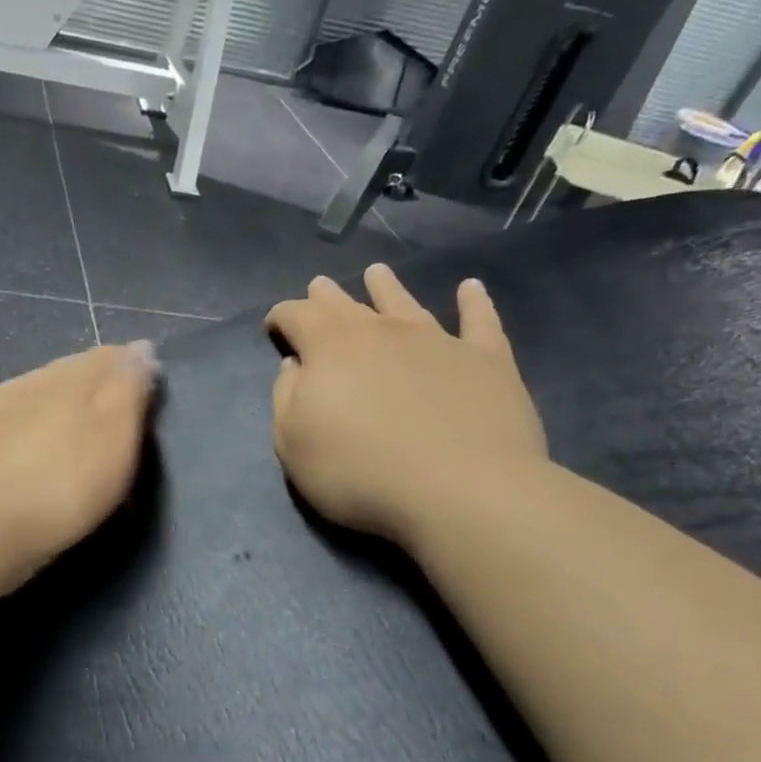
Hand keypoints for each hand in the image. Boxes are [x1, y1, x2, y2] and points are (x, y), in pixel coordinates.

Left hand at [0, 343, 160, 593]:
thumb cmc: (65, 480)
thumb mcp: (116, 435)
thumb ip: (128, 389)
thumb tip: (139, 348)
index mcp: (67, 378)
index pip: (103, 358)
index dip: (125, 366)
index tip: (143, 381)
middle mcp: (22, 384)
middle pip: (58, 375)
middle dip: (78, 385)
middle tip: (97, 407)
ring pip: (16, 396)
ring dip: (32, 402)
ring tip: (46, 425)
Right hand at [266, 267, 546, 547]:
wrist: (460, 490)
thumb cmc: (359, 471)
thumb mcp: (293, 442)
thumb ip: (287, 398)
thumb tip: (296, 367)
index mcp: (330, 347)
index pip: (297, 316)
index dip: (282, 317)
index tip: (274, 326)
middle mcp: (382, 332)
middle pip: (347, 305)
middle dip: (327, 296)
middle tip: (320, 285)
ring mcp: (437, 341)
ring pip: (405, 303)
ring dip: (388, 287)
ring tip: (378, 272)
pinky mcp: (486, 360)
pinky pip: (479, 321)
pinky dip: (474, 302)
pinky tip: (471, 288)